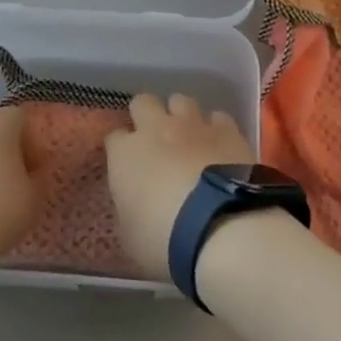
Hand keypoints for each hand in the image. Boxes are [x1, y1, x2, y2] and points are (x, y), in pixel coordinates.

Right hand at [104, 93, 252, 279]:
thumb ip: (129, 209)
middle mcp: (156, 129)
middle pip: (143, 103)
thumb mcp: (131, 236)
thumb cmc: (165, 240)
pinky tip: (220, 146)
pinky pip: (217, 117)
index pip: (114, 138)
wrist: (220, 227)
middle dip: (146, 116)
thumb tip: (135, 203)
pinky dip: (216, 128)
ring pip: (181, 100)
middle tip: (154, 140)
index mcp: (125, 154)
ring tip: (189, 137)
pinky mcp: (227, 130)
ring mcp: (193, 125)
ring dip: (181, 115)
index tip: (126, 165)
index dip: (120, 149)